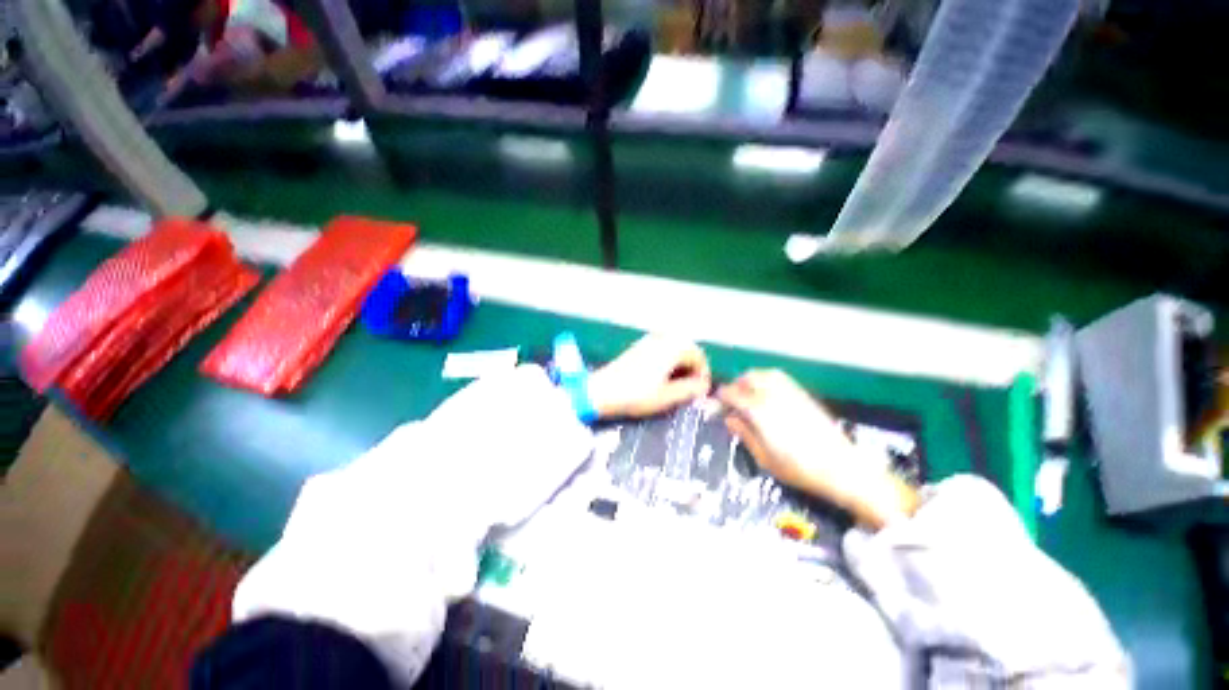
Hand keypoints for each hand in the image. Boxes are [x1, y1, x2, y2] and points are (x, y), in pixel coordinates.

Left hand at [587, 334, 710, 419]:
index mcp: (672, 347)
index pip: (698, 356)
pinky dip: (668, 363)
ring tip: (676, 387)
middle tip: (689, 390)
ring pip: (675, 350)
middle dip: (692, 369)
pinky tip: (661, 379)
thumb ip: (690, 390)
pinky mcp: (639, 347)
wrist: (601, 391)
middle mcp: (662, 338)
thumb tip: (704, 386)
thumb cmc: (636, 394)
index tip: (699, 392)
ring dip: (680, 366)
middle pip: (687, 350)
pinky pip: (662, 350)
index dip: (703, 374)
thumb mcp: (667, 396)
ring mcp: (649, 341)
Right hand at [717, 369, 917, 529]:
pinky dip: (768, 379)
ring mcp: (791, 392)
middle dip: (736, 385)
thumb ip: (744, 434)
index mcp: (760, 410)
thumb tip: (729, 418)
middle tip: (731, 400)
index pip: (733, 394)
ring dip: (751, 379)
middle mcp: (774, 395)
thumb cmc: (799, 469)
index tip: (716, 403)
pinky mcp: (804, 395)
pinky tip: (767, 394)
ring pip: (765, 374)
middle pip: (749, 378)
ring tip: (747, 394)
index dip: (721, 397)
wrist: (843, 468)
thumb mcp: (764, 457)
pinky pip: (781, 378)